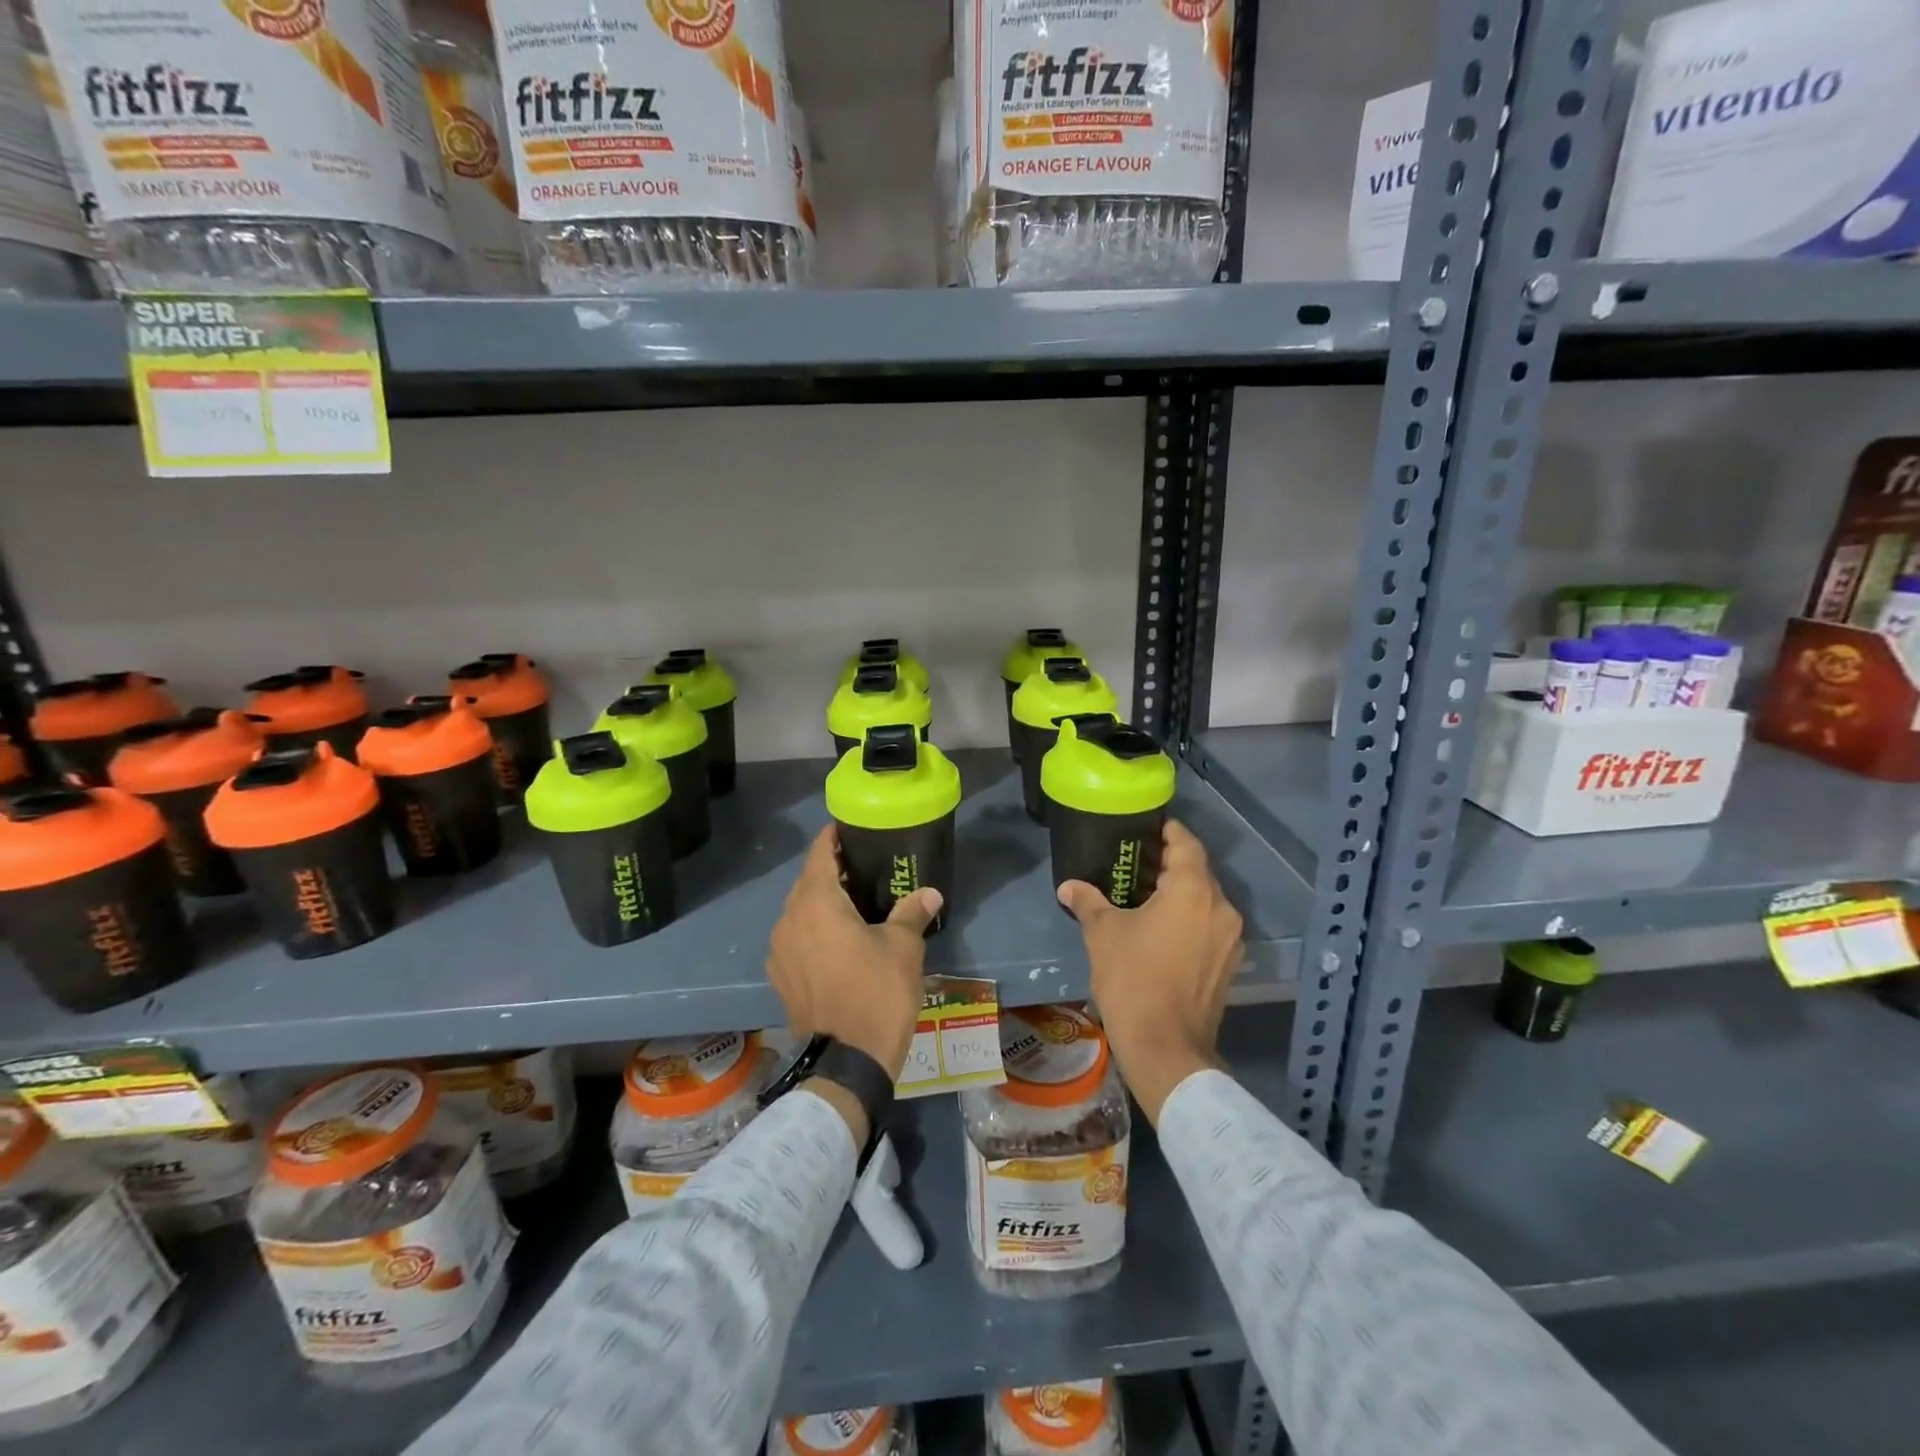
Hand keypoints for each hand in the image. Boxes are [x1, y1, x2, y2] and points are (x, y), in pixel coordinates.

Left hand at [767, 826, 939, 1081]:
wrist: (846, 1061)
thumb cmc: (877, 993)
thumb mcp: (903, 948)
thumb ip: (911, 913)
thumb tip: (930, 893)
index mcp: (817, 903)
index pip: (819, 855)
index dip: (832, 838)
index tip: (847, 829)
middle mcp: (789, 920)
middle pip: (807, 882)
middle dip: (830, 871)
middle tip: (860, 868)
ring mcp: (779, 951)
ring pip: (798, 912)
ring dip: (820, 904)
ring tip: (851, 906)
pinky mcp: (780, 977)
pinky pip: (795, 939)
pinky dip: (812, 932)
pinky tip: (835, 943)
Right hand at [1059, 819, 1243, 1124]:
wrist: (1166, 1047)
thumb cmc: (1133, 979)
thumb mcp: (1103, 934)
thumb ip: (1088, 902)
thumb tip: (1068, 886)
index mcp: (1193, 891)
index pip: (1187, 844)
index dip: (1168, 832)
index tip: (1148, 828)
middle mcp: (1220, 908)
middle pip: (1199, 872)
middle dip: (1171, 864)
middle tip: (1137, 863)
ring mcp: (1230, 939)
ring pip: (1206, 901)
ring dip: (1181, 894)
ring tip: (1147, 896)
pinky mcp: (1229, 965)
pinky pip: (1210, 926)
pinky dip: (1190, 919)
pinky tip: (1163, 930)